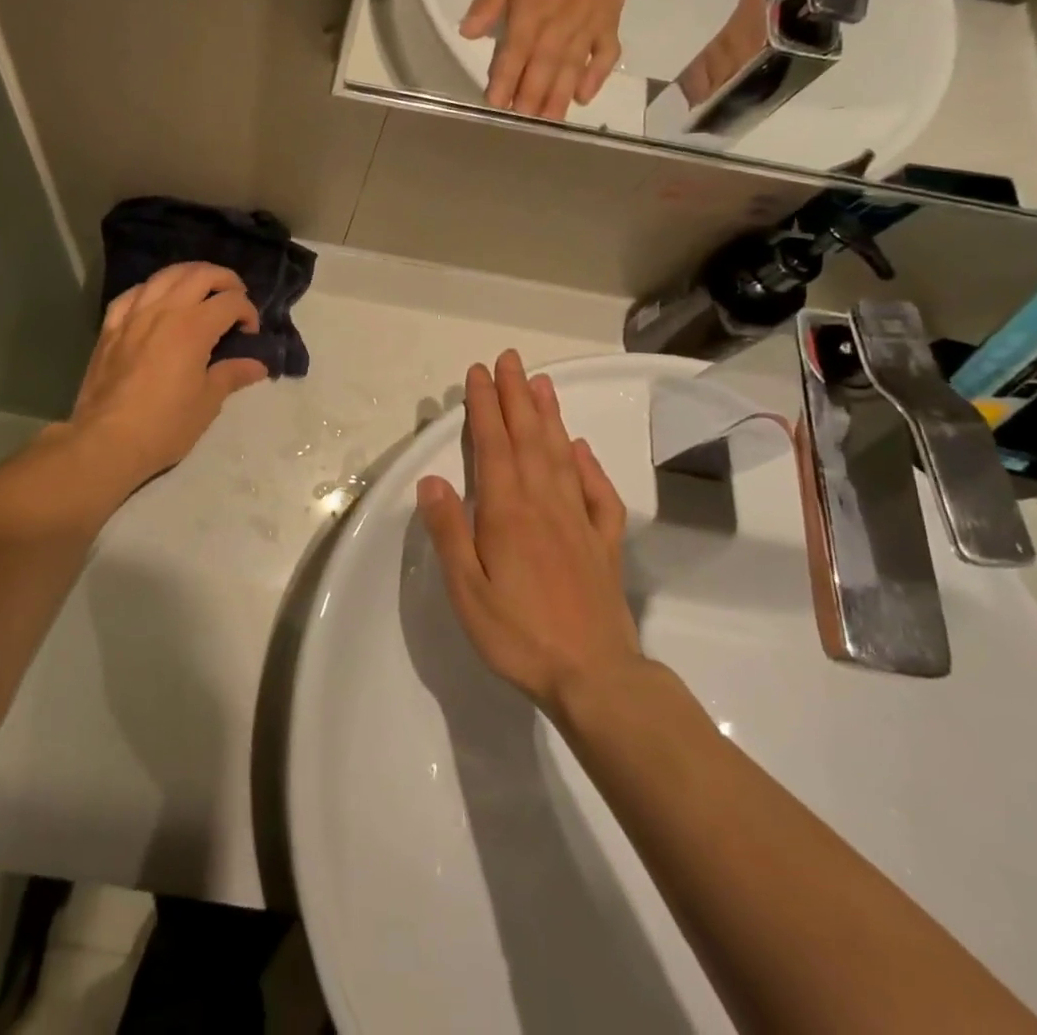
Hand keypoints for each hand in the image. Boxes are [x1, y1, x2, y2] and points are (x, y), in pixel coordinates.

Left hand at [66, 262, 268, 483]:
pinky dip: (151, 290)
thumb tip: (257, 365)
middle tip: (235, 297)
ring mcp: (133, 315)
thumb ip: (232, 375)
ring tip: (201, 289)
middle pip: (199, 274)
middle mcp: (164, 310)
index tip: (250, 333)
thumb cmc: (165, 425)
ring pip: (165, 275)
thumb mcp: (207, 403)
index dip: (248, 311)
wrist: (106, 441)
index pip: (230, 301)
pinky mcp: (110, 327)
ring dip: (190, 275)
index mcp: (193, 327)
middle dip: (225, 280)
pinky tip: (156, 300)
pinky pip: (132, 294)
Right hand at [416, 350, 642, 713]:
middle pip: (530, 438)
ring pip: (563, 455)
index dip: (485, 406)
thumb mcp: (467, 591)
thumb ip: (449, 532)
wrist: (595, 677)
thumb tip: (431, 480)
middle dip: (517, 396)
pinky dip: (589, 465)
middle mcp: (545, 504)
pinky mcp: (604, 544)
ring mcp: (579, 521)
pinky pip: (599, 493)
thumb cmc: (519, 635)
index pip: (494, 445)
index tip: (479, 373)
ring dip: (550, 416)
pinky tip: (582, 449)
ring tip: (542, 384)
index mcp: (508, 512)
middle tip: (510, 360)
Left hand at [460, 0, 641, 120]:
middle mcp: (559, 25)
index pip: (514, 54)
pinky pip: (606, 55)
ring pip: (571, 69)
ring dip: (559, 98)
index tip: (496, 104)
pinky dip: (597, 77)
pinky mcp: (610, 22)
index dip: (504, 81)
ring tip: (549, 123)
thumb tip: (468, 33)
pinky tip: (585, 97)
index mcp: (532, 10)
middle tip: (522, 125)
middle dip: (530, 98)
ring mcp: (587, 25)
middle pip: (542, 69)